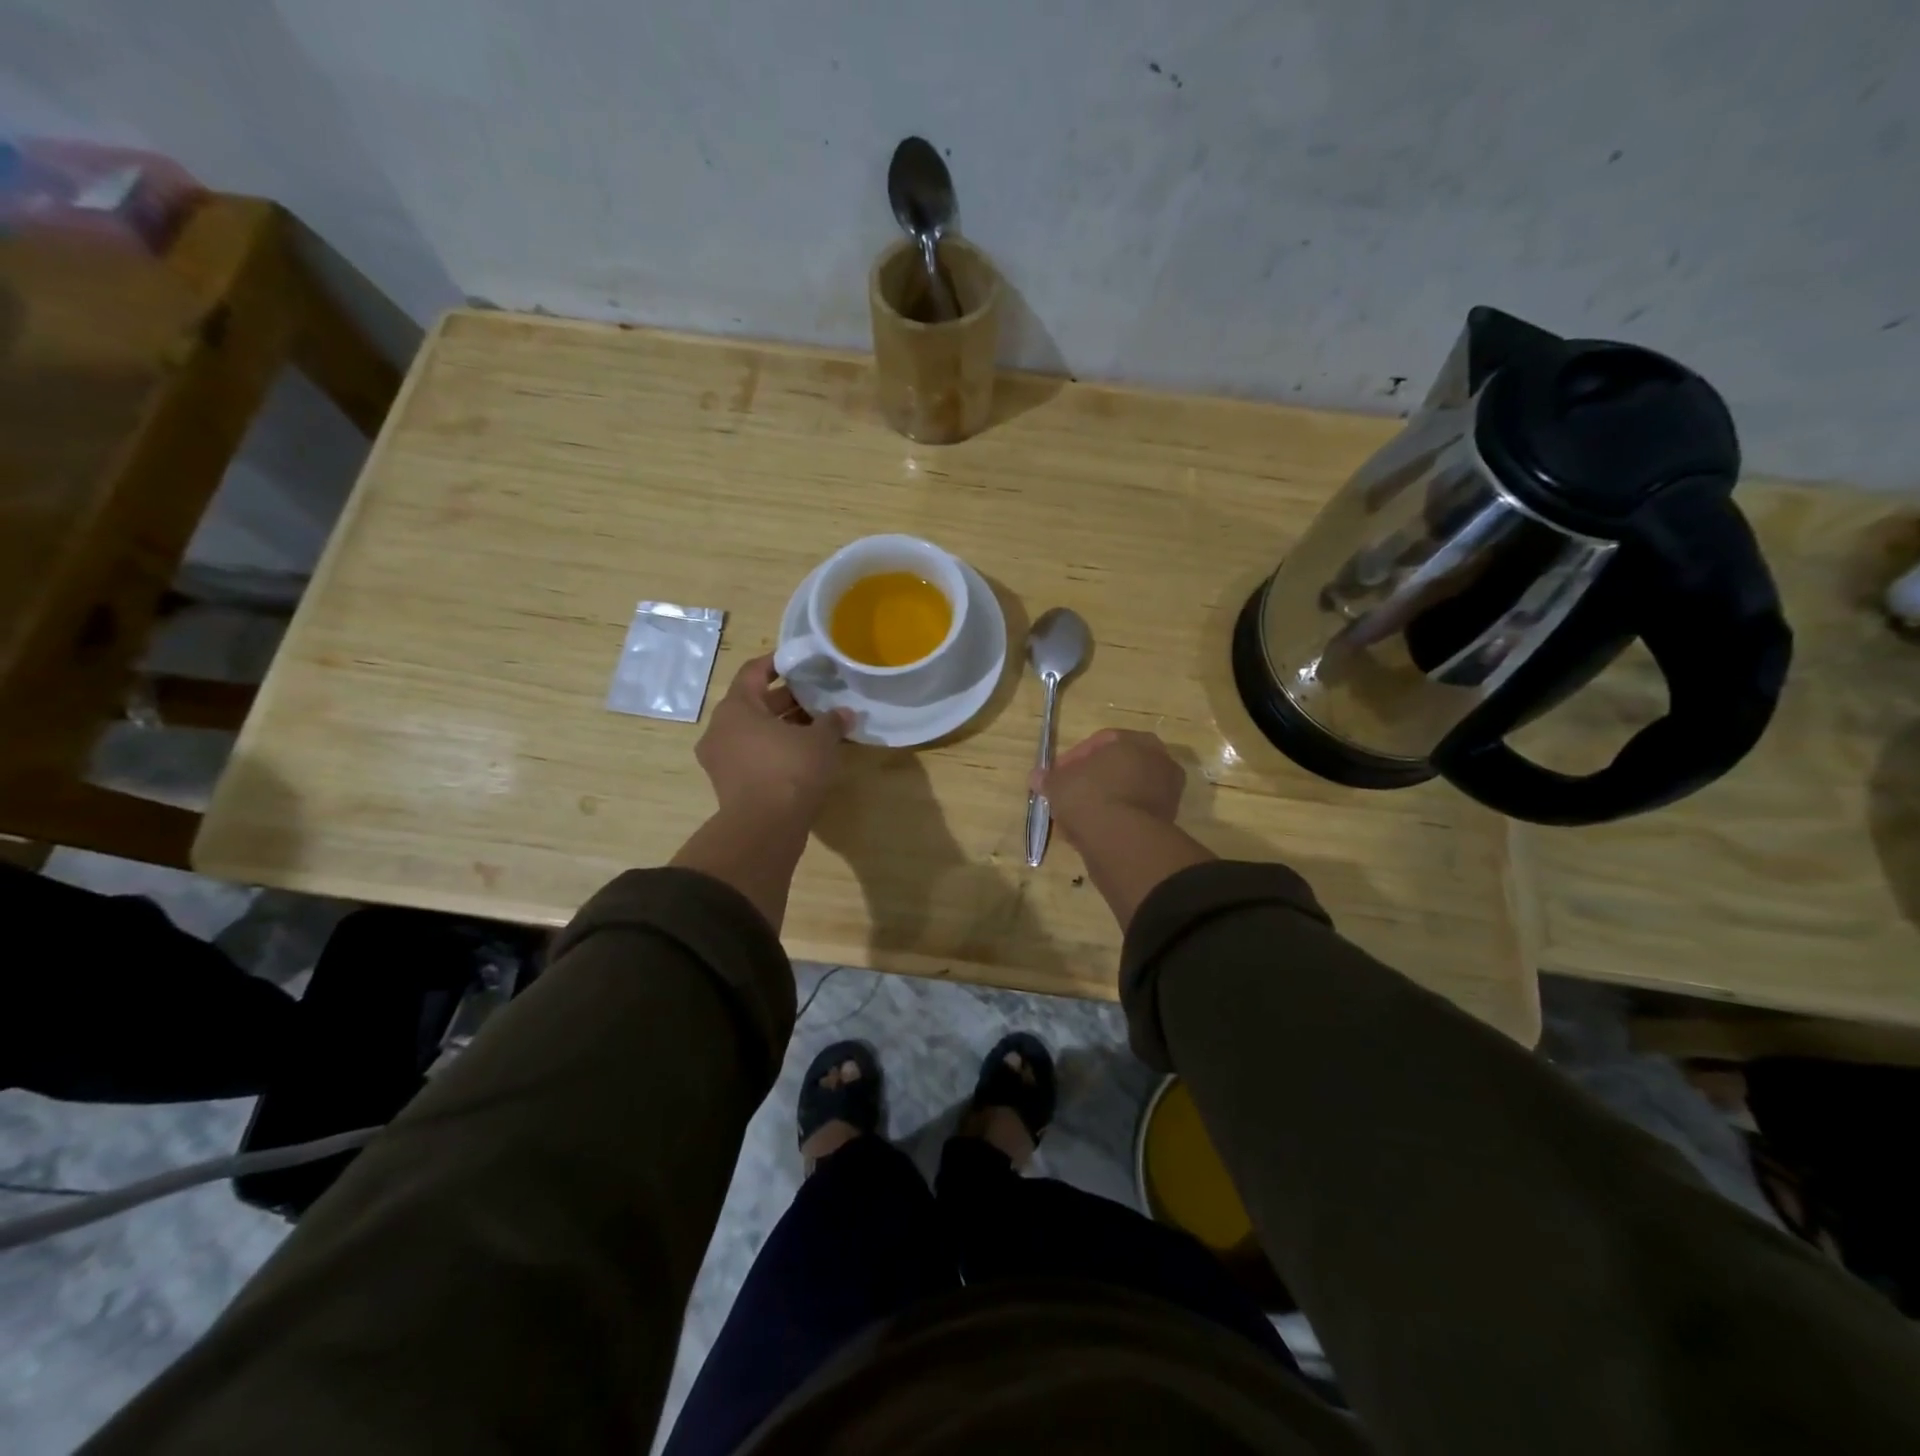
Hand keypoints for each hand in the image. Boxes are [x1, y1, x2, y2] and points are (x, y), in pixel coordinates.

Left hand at [696, 656, 850, 825]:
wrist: (764, 829)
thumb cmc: (789, 771)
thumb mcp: (820, 741)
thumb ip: (832, 721)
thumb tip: (845, 713)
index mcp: (736, 708)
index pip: (754, 672)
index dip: (778, 663)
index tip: (800, 661)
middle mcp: (720, 729)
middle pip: (754, 703)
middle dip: (787, 699)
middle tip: (817, 697)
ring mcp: (721, 759)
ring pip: (754, 731)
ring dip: (783, 726)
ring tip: (816, 726)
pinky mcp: (730, 784)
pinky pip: (754, 755)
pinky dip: (776, 749)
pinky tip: (805, 755)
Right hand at [1033, 729, 1185, 843]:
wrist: (1122, 841)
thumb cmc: (1089, 797)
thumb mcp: (1058, 783)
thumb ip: (1048, 778)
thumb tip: (1037, 777)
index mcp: (1137, 741)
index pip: (1101, 742)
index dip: (1074, 758)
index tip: (1057, 774)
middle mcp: (1159, 761)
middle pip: (1117, 767)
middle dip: (1091, 780)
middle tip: (1069, 793)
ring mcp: (1167, 793)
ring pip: (1126, 791)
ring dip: (1103, 801)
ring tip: (1077, 817)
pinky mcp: (1166, 821)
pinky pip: (1132, 813)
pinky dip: (1115, 819)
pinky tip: (1093, 832)